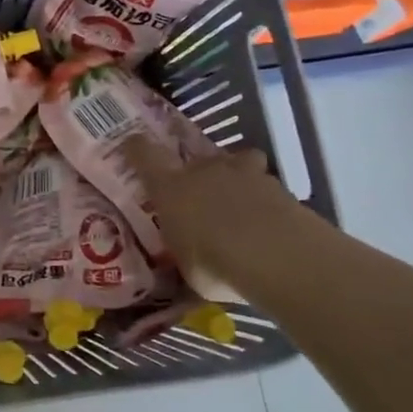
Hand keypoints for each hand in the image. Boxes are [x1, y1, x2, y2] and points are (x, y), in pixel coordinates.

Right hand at [127, 137, 302, 302]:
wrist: (278, 256)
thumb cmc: (214, 263)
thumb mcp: (186, 266)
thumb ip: (183, 252)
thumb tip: (184, 256)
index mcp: (171, 187)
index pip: (144, 154)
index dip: (137, 147)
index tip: (133, 145)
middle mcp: (204, 170)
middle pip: (197, 157)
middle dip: (198, 172)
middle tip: (201, 195)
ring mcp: (245, 173)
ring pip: (237, 163)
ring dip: (236, 180)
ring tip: (241, 207)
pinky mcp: (279, 186)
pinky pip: (266, 186)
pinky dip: (265, 200)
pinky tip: (269, 224)